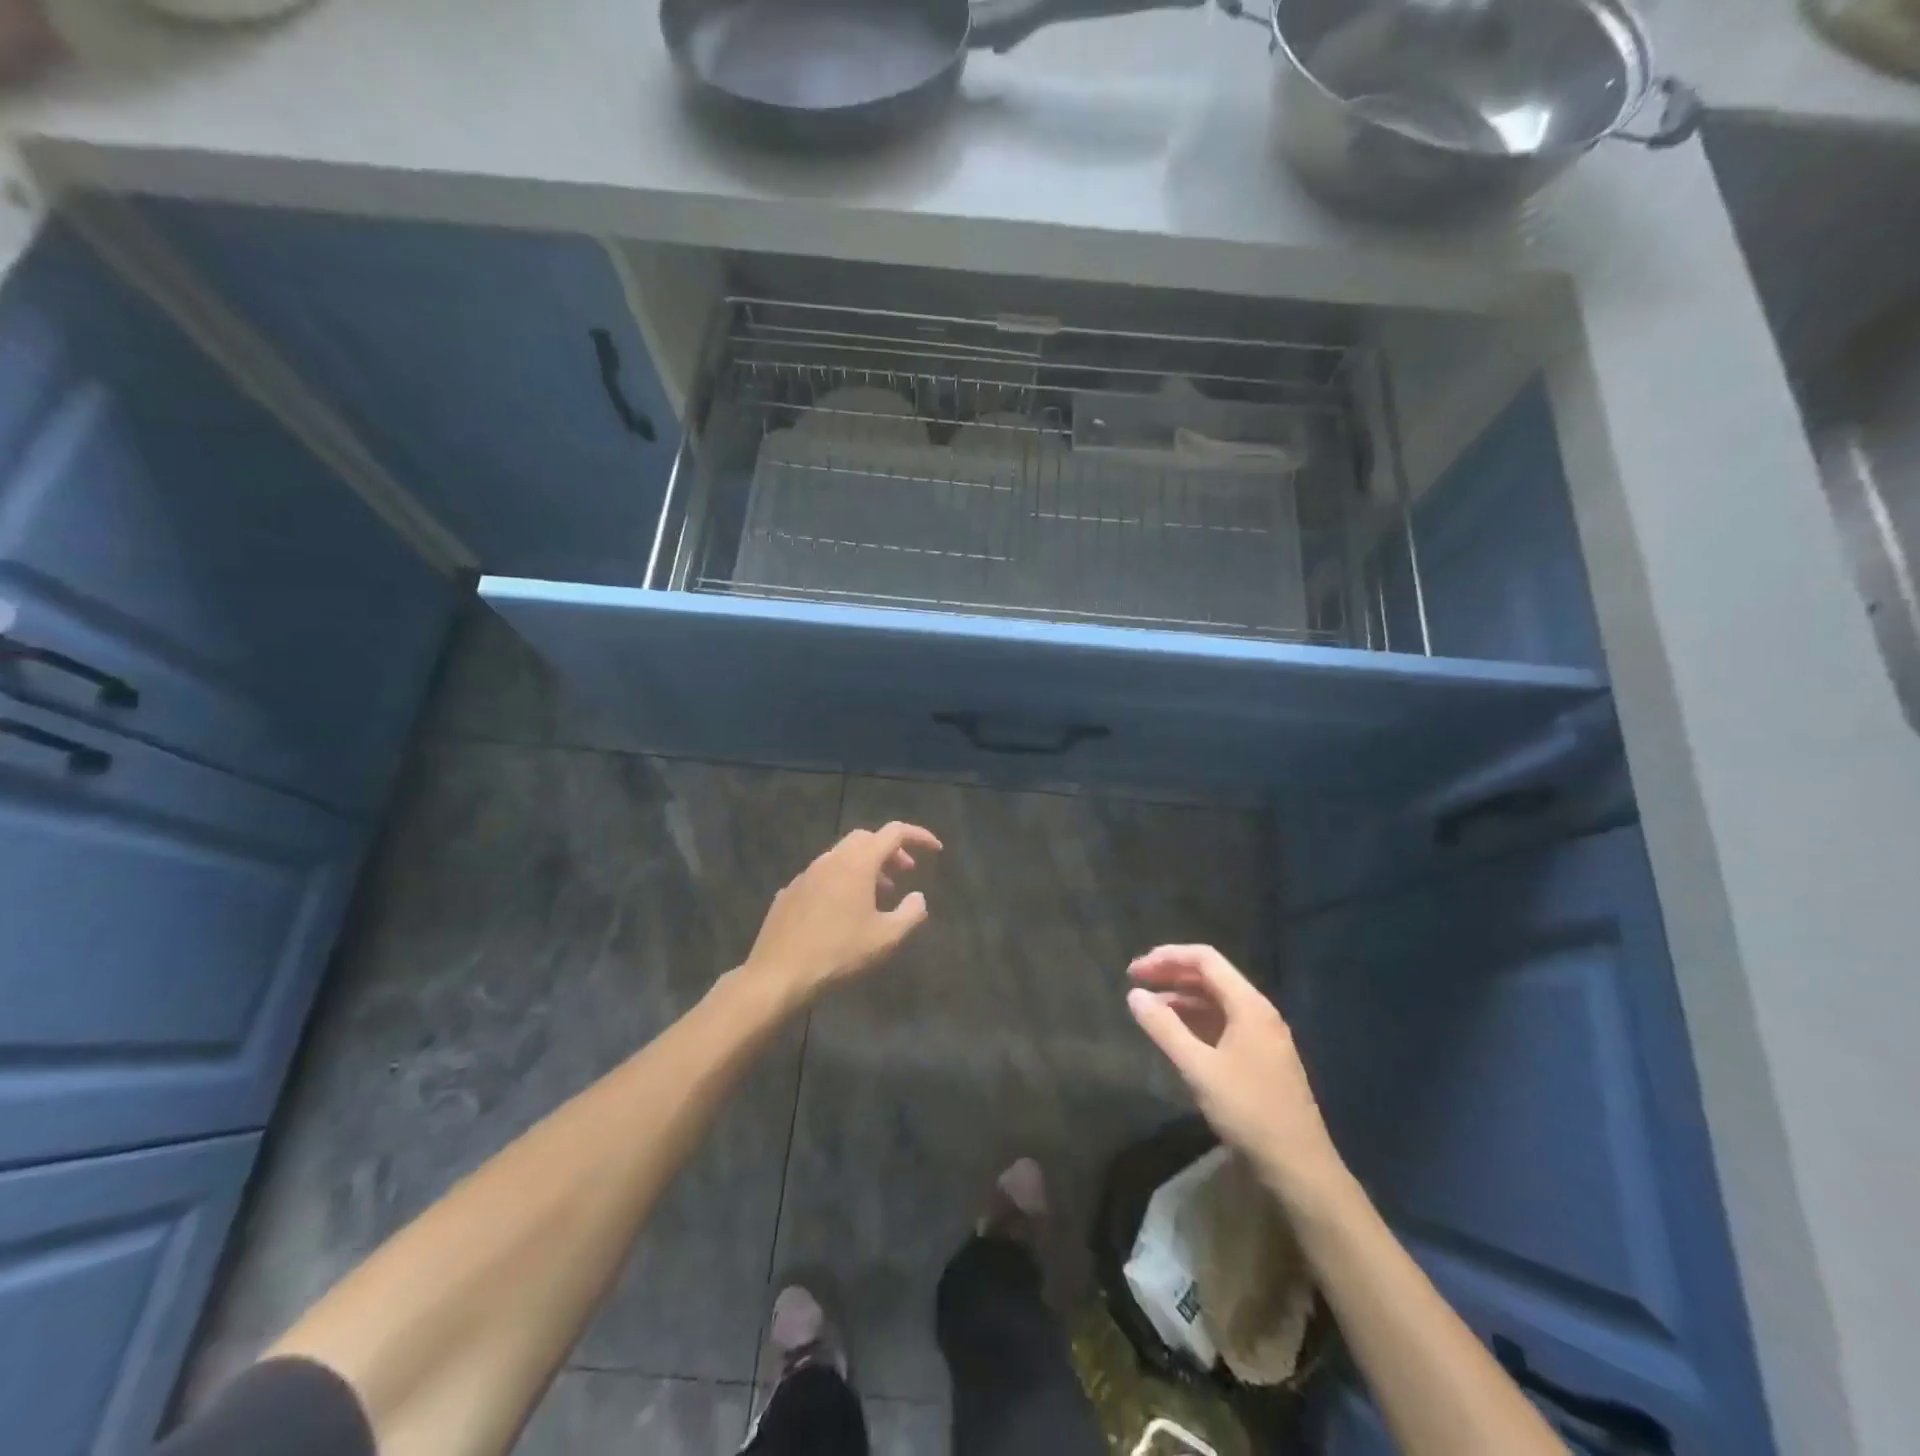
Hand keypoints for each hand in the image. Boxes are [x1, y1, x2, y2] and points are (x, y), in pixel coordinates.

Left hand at [742, 822, 942, 1003]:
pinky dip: (842, 880)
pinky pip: (823, 875)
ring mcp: (806, 874)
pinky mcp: (789, 892)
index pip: (894, 832)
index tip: (935, 849)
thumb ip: (911, 914)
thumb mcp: (886, 939)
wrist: (778, 974)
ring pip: (842, 856)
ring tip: (878, 895)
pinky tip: (843, 911)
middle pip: (866, 838)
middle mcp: (831, 859)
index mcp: (857, 863)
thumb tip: (918, 898)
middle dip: (890, 850)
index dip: (918, 836)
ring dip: (866, 866)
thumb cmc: (838, 954)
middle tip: (905, 872)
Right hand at [1127, 945, 1349, 1212]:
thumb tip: (1134, 994)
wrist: (1299, 1166)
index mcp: (1249, 1005)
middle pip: (1211, 977)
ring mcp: (1262, 1035)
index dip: (1168, 957)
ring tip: (1148, 1008)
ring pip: (1216, 1001)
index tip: (1136, 969)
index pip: (1206, 960)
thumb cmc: (1248, 1111)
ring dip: (1181, 998)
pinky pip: (1223, 1023)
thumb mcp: (1199, 1068)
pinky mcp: (1261, 1057)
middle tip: (1135, 982)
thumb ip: (1164, 1028)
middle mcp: (1258, 1011)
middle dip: (1171, 975)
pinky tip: (1176, 1032)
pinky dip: (1195, 1020)